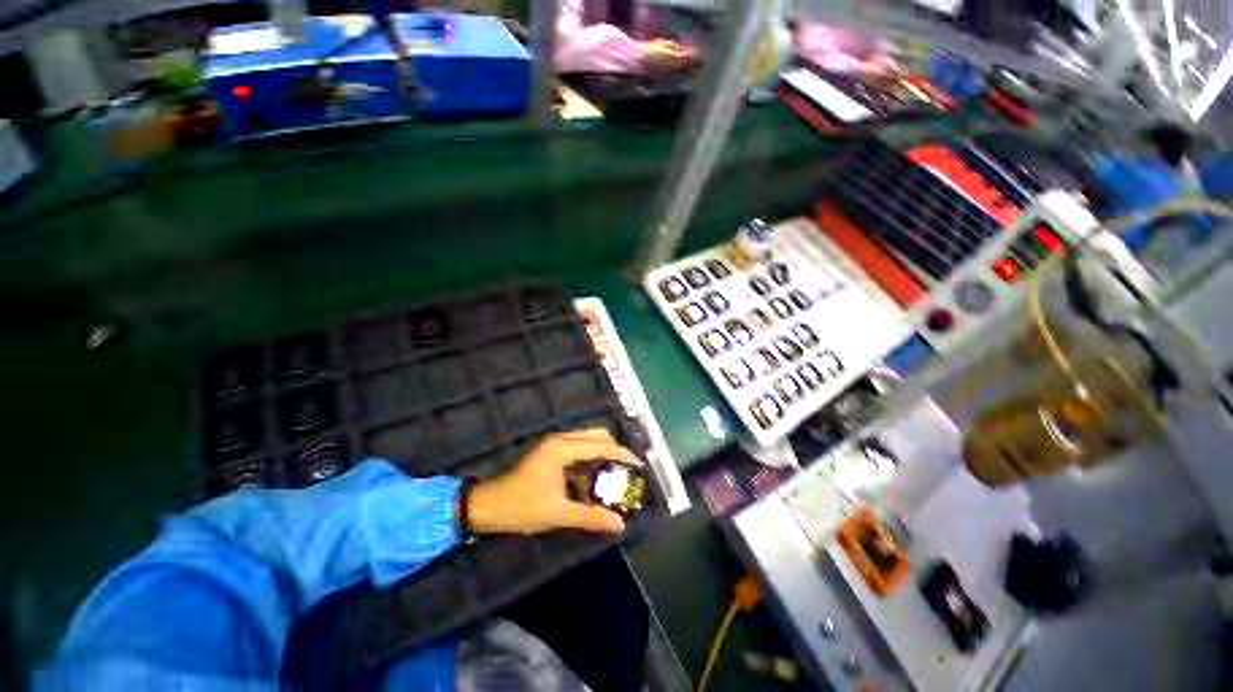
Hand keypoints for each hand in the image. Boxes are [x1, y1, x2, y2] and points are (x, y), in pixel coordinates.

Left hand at [466, 428, 642, 535]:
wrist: (486, 507)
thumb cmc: (521, 507)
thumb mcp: (558, 514)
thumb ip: (591, 517)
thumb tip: (620, 525)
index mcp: (563, 448)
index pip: (601, 445)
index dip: (623, 455)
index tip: (640, 467)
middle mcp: (561, 441)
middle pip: (597, 436)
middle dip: (615, 452)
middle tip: (627, 472)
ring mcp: (555, 447)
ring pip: (588, 444)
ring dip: (603, 458)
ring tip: (616, 478)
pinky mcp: (552, 456)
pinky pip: (579, 454)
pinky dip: (590, 465)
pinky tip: (595, 484)